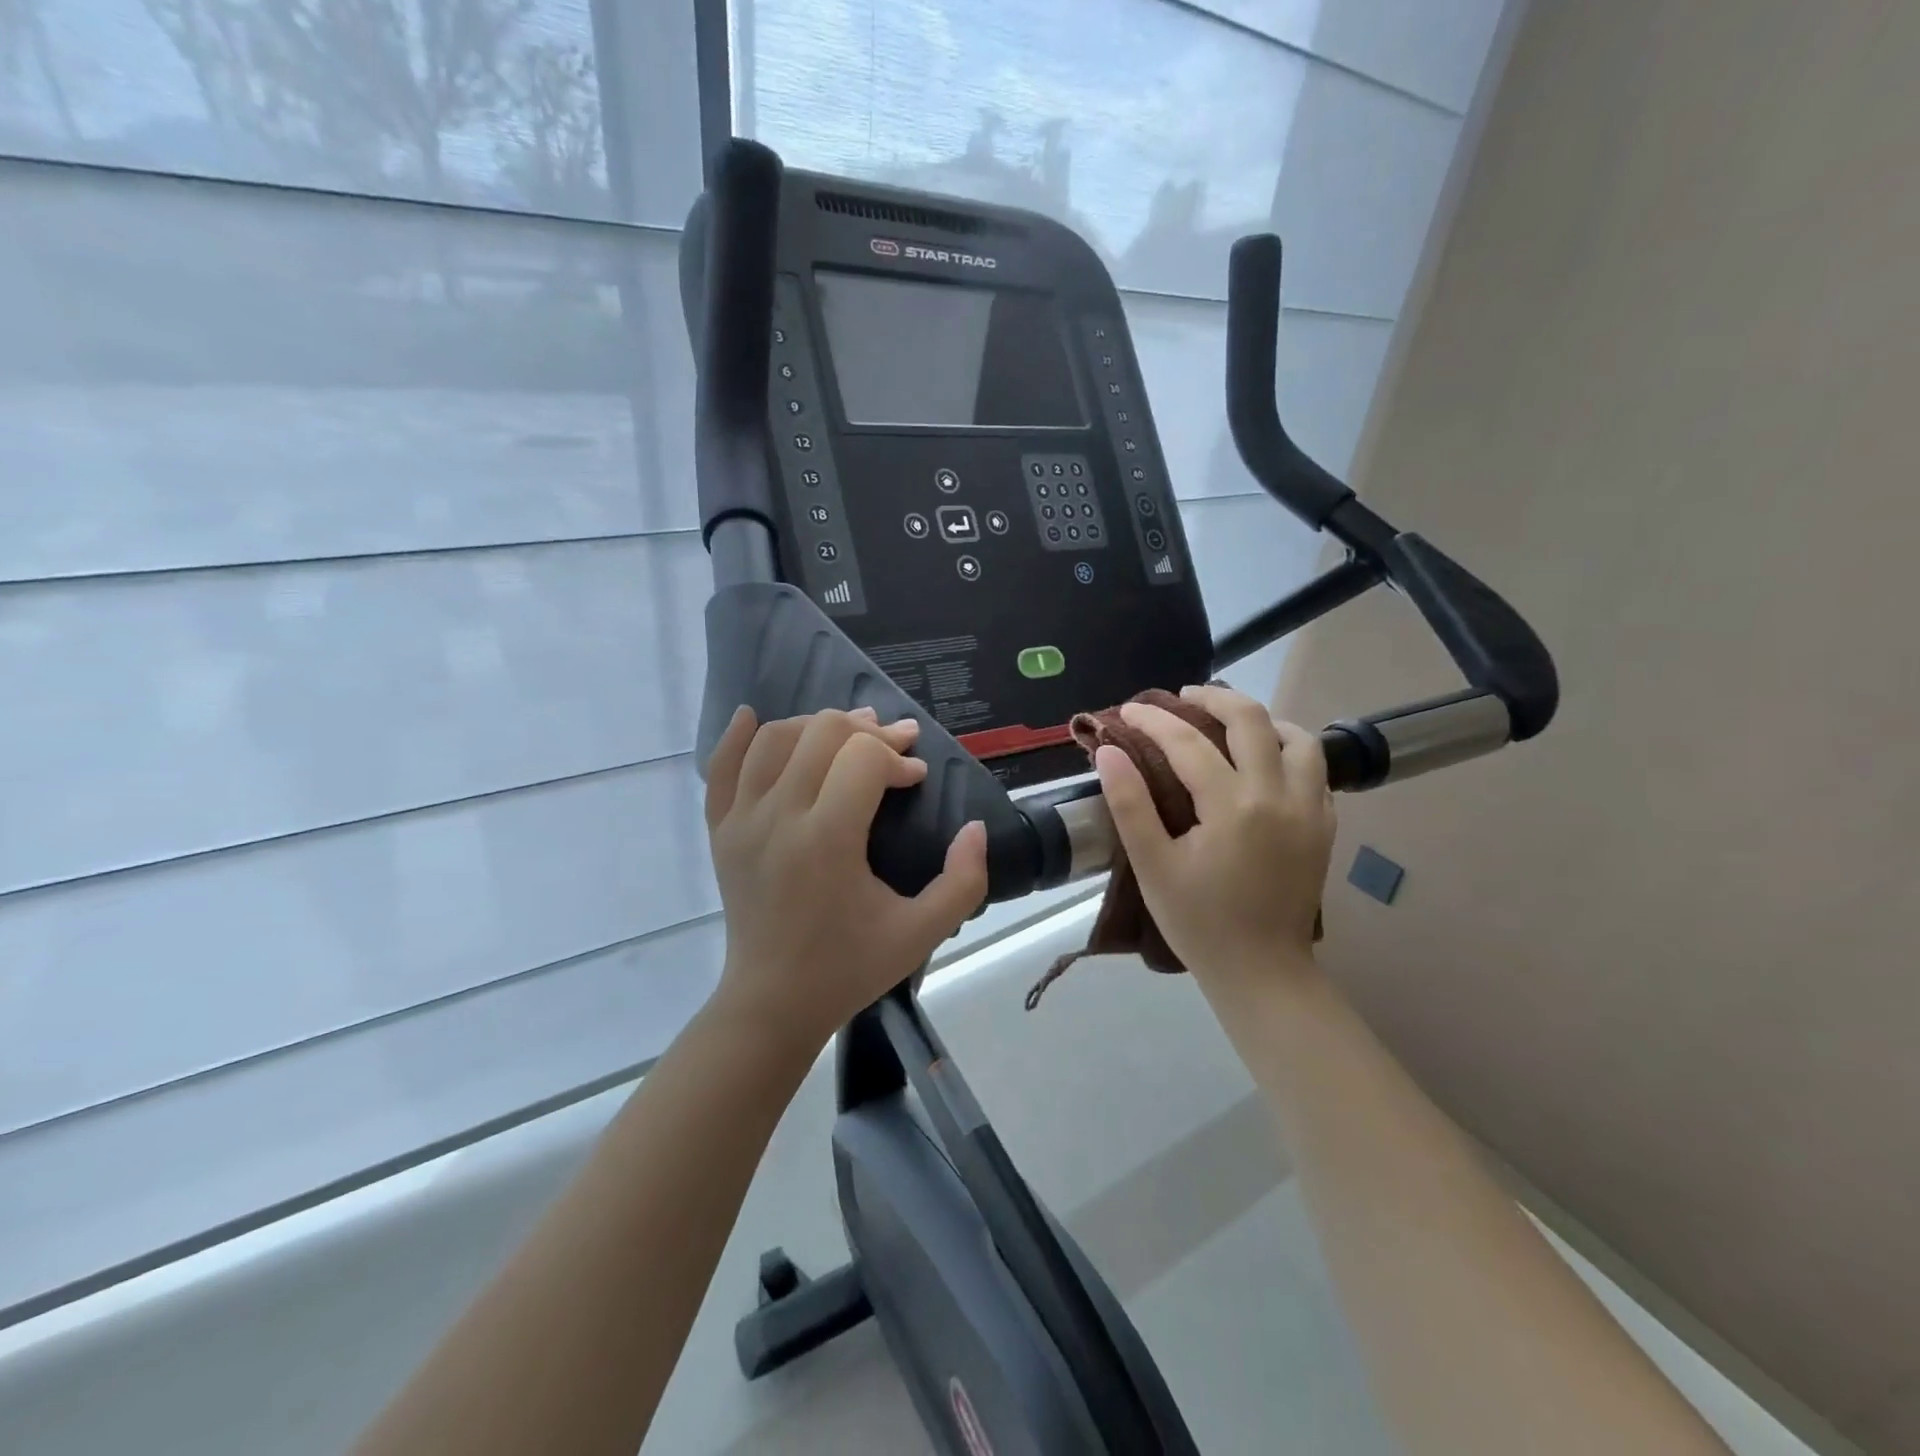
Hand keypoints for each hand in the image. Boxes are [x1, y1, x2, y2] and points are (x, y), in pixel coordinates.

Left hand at [705, 705, 988, 1053]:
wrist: (773, 1002)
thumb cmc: (849, 967)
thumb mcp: (922, 933)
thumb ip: (964, 880)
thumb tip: (975, 827)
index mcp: (827, 840)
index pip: (864, 758)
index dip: (898, 758)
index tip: (915, 780)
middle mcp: (778, 817)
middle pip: (822, 732)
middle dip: (867, 731)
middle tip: (894, 747)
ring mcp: (740, 821)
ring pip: (775, 737)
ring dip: (817, 726)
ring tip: (848, 736)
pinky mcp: (720, 831)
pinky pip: (721, 766)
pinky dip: (738, 736)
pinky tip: (753, 717)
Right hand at [1096, 684, 1334, 994]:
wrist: (1261, 971)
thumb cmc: (1198, 922)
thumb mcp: (1152, 866)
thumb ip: (1129, 803)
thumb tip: (1108, 750)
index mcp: (1233, 806)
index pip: (1188, 742)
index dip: (1153, 720)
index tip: (1129, 710)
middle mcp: (1279, 795)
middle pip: (1252, 720)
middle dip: (1213, 698)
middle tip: (1182, 698)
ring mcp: (1311, 809)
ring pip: (1298, 737)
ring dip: (1261, 720)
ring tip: (1229, 723)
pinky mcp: (1325, 826)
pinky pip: (1315, 769)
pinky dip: (1288, 750)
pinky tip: (1264, 762)